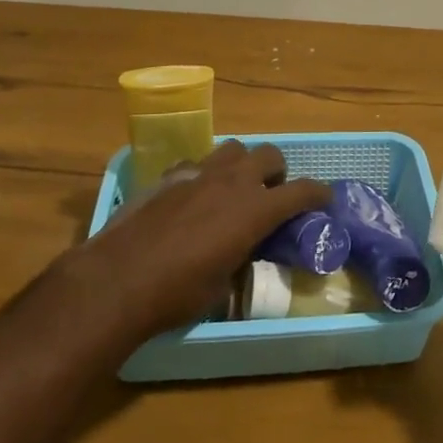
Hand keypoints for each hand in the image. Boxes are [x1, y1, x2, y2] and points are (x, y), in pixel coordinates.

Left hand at [63, 140, 329, 341]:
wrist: (117, 280)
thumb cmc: (177, 293)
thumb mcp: (223, 286)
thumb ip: (241, 257)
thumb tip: (242, 252)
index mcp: (255, 210)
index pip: (302, 190)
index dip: (318, 193)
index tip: (324, 199)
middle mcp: (232, 181)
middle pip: (269, 154)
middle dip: (277, 171)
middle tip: (271, 194)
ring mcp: (198, 172)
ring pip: (233, 148)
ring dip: (241, 165)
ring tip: (233, 189)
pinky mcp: (168, 175)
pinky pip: (197, 162)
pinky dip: (204, 173)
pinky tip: (193, 196)